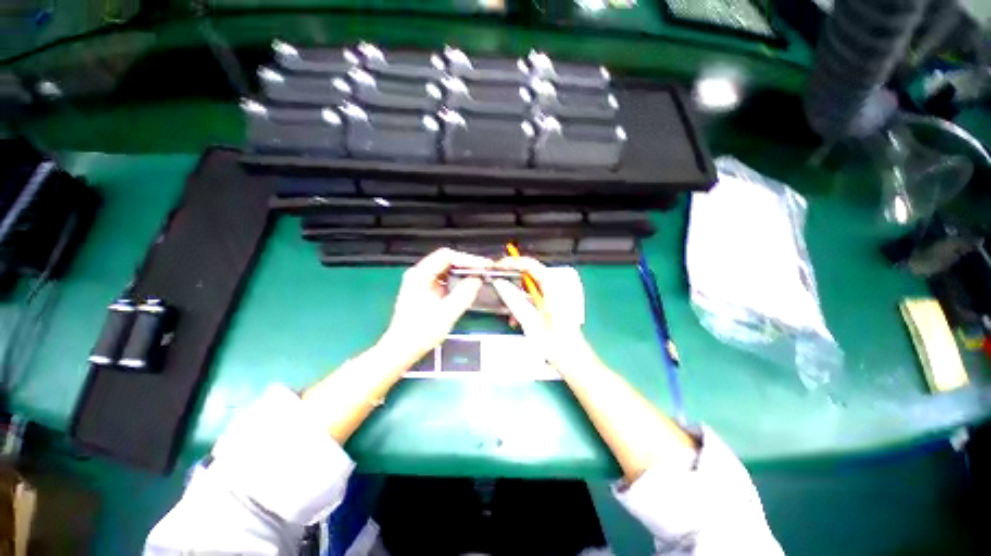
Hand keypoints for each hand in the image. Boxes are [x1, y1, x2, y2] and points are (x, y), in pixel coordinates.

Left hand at [380, 248, 490, 359]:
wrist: (403, 349)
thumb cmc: (421, 332)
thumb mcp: (447, 313)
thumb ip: (464, 294)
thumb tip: (477, 279)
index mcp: (420, 275)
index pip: (446, 256)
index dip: (467, 259)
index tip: (483, 265)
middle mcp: (418, 274)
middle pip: (446, 260)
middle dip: (466, 264)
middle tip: (483, 270)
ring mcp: (420, 282)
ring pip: (445, 269)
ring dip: (462, 272)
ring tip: (478, 277)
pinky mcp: (424, 291)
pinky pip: (443, 279)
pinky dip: (456, 280)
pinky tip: (466, 287)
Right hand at [491, 256, 586, 366]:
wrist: (570, 358)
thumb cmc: (553, 340)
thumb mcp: (529, 319)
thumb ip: (513, 298)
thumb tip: (499, 282)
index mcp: (554, 286)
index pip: (530, 264)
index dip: (511, 263)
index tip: (497, 267)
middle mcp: (557, 286)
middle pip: (529, 275)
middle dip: (513, 284)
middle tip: (499, 289)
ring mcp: (557, 294)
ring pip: (531, 287)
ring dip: (518, 298)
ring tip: (511, 314)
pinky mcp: (555, 303)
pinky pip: (536, 296)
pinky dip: (525, 304)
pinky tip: (519, 318)